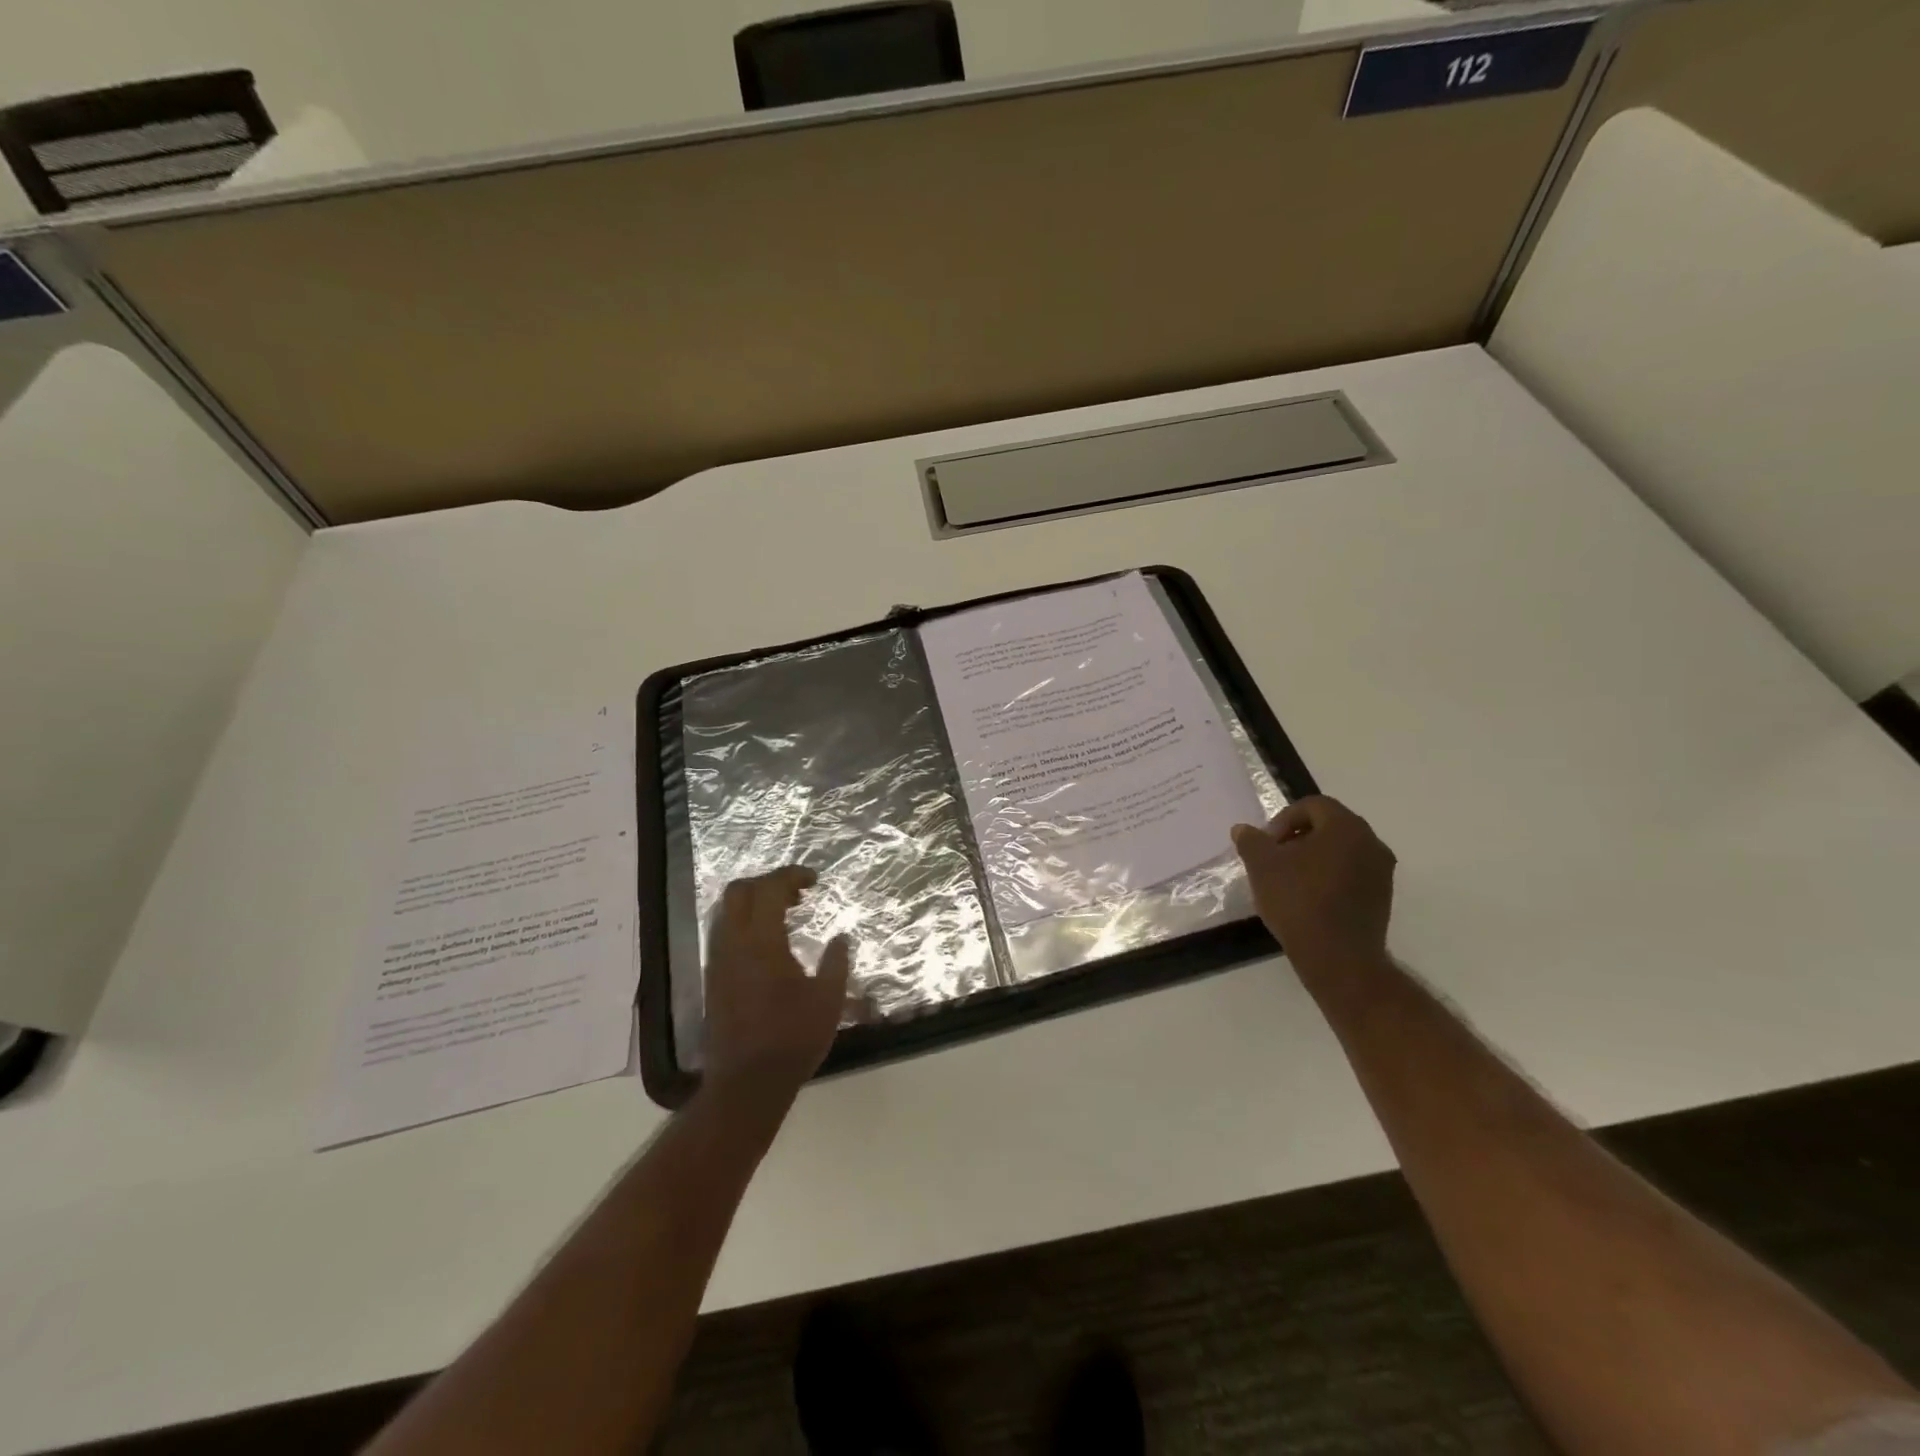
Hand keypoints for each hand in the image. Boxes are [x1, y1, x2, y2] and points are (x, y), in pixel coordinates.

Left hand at [702, 867, 851, 1104]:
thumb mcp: (828, 1000)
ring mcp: (718, 962)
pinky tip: (768, 943)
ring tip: (784, 913)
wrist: (746, 1084)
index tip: (814, 880)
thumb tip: (841, 937)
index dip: (792, 876)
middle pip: (738, 891)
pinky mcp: (713, 980)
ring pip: (726, 912)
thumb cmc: (792, 1040)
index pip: (769, 889)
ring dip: (753, 902)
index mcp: (761, 942)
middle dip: (767, 882)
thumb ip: (836, 962)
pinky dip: (744, 923)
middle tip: (797, 892)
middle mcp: (733, 944)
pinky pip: (723, 933)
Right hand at [1232, 796, 1396, 979]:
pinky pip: (1351, 874)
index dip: (1283, 820)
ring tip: (1288, 880)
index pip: (1313, 805)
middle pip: (1329, 826)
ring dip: (1313, 858)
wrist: (1338, 958)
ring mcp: (1381, 872)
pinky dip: (1329, 877)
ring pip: (1341, 851)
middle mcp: (1371, 842)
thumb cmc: (1298, 901)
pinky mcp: (1382, 897)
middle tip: (1274, 859)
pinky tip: (1308, 899)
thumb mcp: (1262, 867)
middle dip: (1297, 838)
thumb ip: (1252, 841)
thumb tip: (1243, 829)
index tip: (1267, 845)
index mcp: (1345, 826)